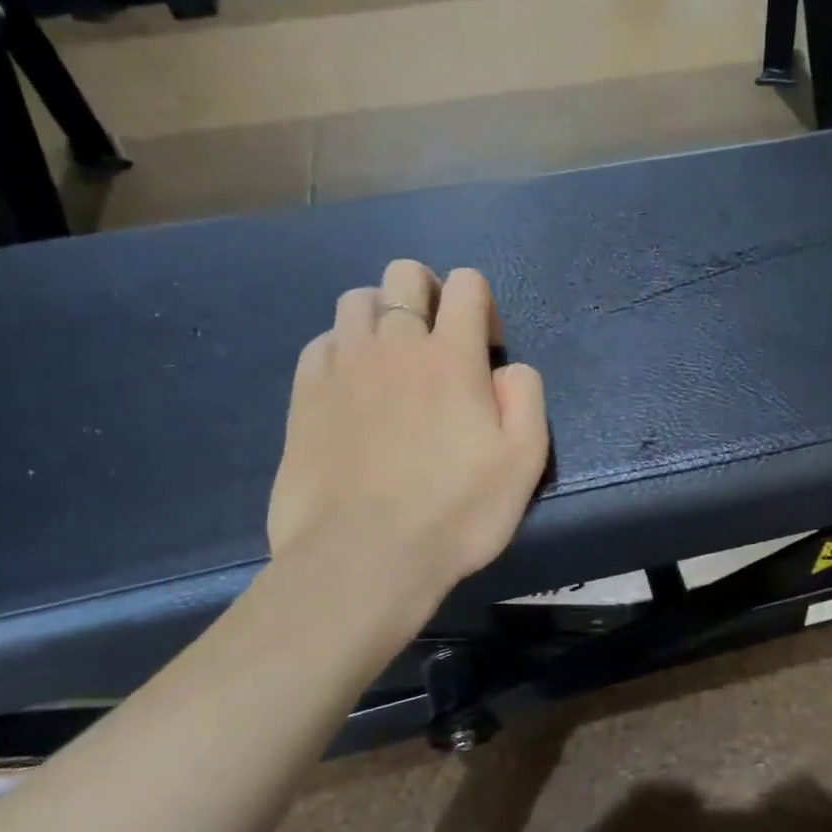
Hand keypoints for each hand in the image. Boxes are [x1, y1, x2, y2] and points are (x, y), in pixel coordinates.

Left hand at [267, 261, 547, 603]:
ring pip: (357, 299)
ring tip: (393, 363)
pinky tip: (353, 388)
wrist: (362, 557)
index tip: (486, 351)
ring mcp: (342, 365)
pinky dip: (343, 350)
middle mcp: (395, 343)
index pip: (467, 283)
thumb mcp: (524, 461)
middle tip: (439, 344)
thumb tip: (507, 368)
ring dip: (382, 316)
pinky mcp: (305, 394)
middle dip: (428, 293)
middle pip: (405, 274)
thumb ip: (526, 397)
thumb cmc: (455, 513)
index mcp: (452, 355)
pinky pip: (322, 342)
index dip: (483, 305)